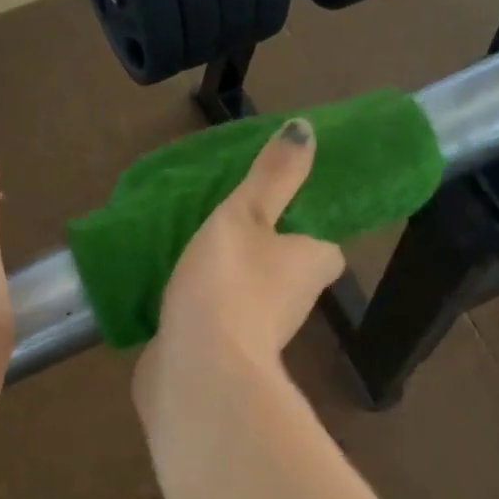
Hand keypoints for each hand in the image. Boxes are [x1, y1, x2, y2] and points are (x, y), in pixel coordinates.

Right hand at [136, 118, 344, 402]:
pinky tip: (173, 290)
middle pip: (287, 272)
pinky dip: (203, 307)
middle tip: (227, 223)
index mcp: (312, 266)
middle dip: (264, 254)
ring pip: (249, 297)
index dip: (308, 231)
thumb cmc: (230, 282)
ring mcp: (257, 335)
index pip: (325, 248)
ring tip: (194, 248)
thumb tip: (308, 129)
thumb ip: (275, 176)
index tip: (279, 212)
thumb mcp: (247, 214)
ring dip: (230, 280)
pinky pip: (216, 321)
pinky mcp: (222, 356)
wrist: (199, 370)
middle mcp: (295, 305)